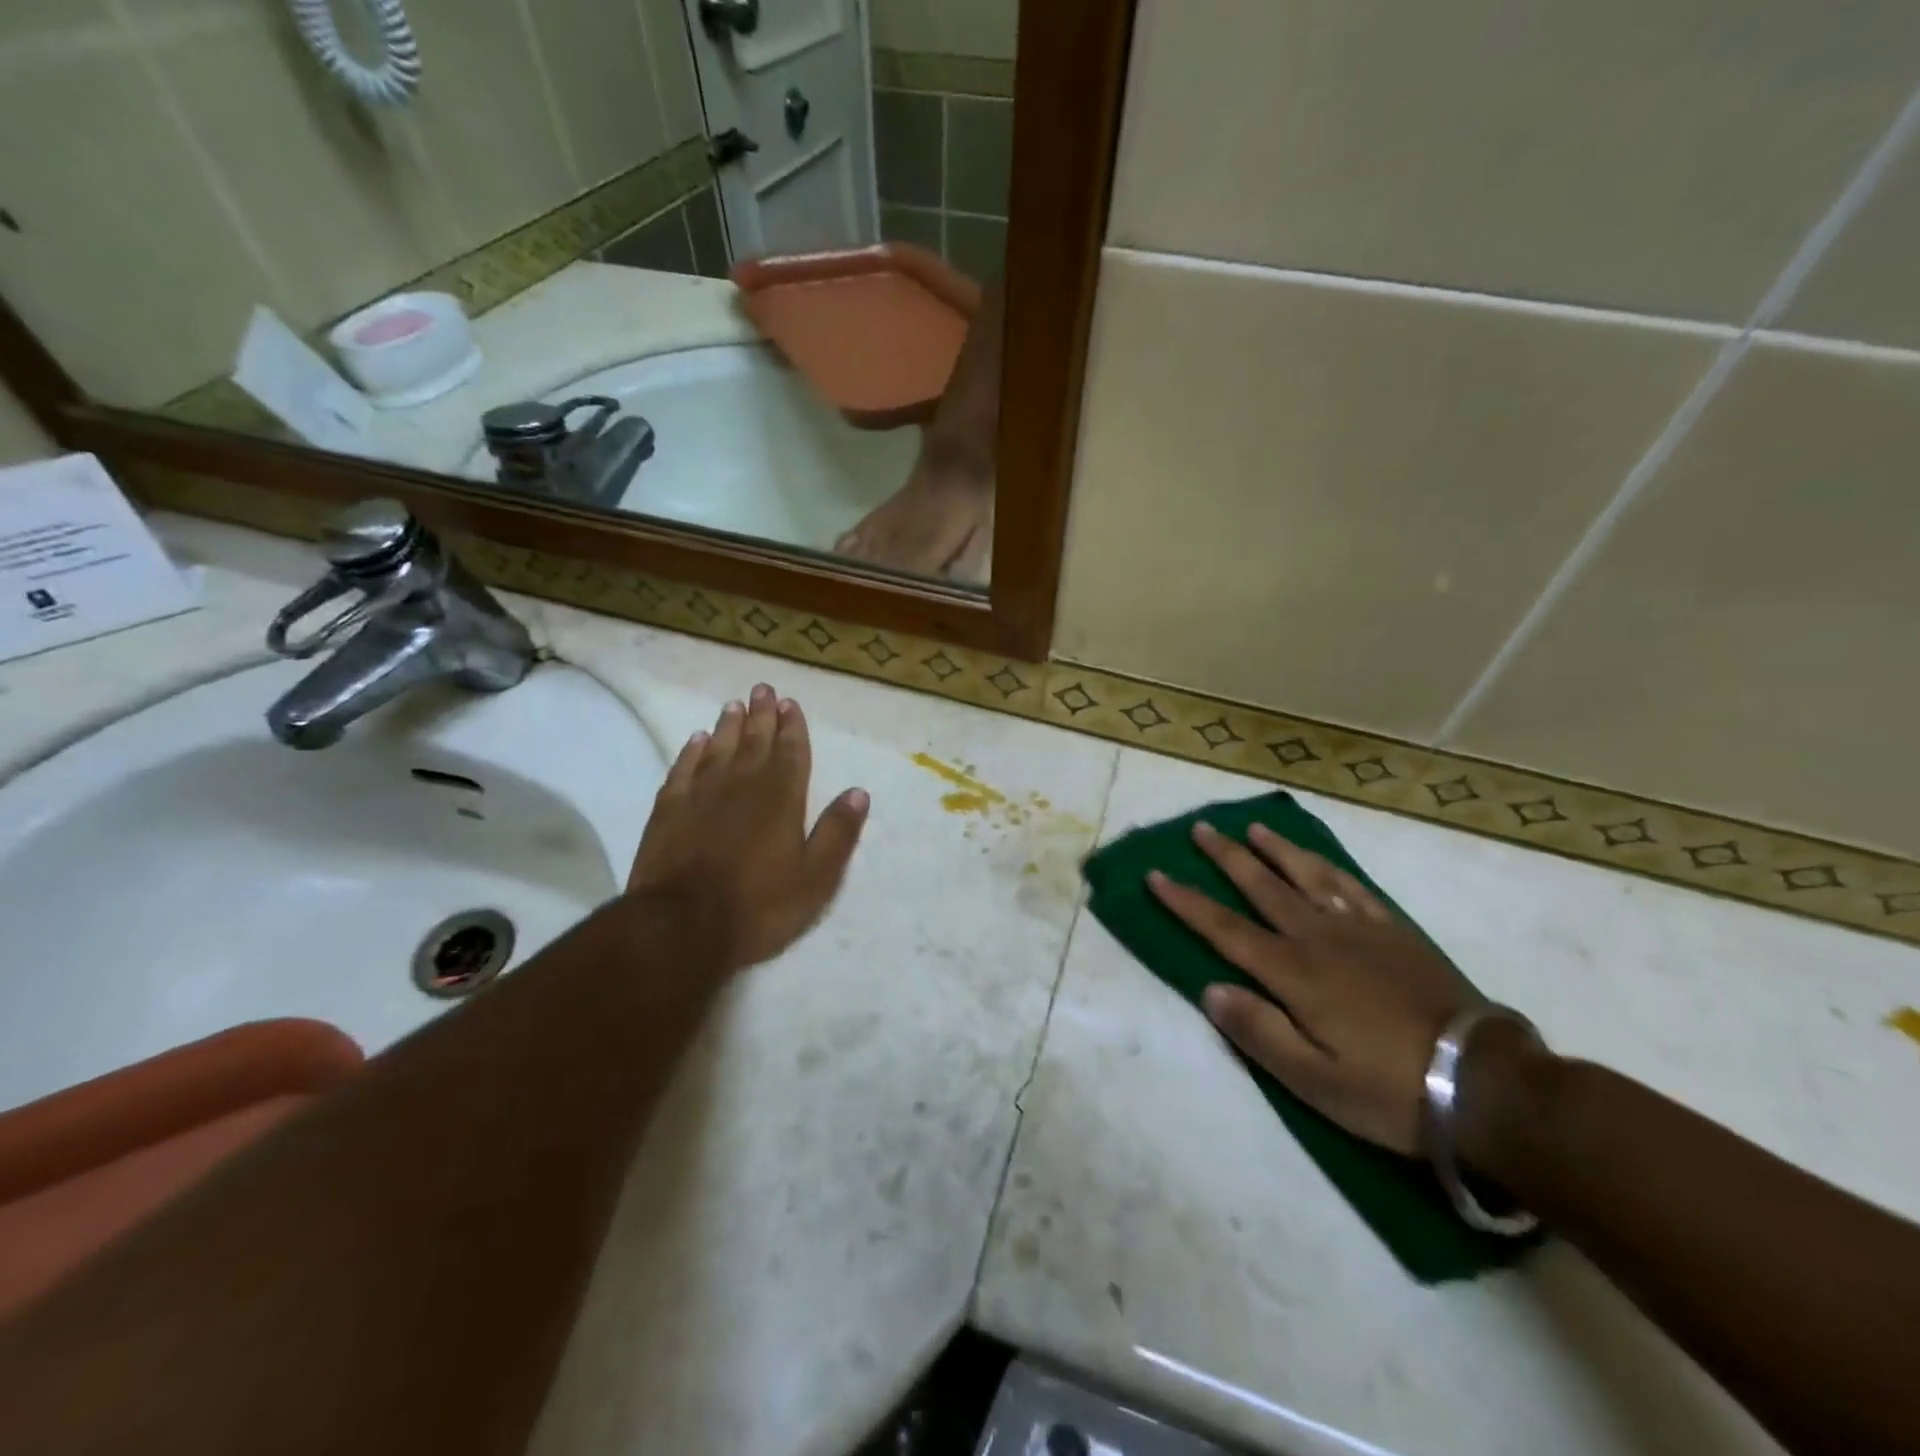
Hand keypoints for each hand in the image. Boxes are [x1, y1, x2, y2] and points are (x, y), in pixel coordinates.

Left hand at [627, 685, 868, 970]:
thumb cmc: (759, 906)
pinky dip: (691, 752)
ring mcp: (700, 796)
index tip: (789, 703)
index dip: (792, 727)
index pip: (790, 752)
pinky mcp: (668, 811)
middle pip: (754, 742)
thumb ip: (837, 832)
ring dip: (728, 726)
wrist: (682, 927)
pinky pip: (682, 770)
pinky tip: (695, 741)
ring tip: (733, 705)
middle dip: (761, 715)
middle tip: (763, 689)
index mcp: (781, 799)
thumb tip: (858, 792)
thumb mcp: (816, 878)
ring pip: (718, 749)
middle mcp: (742, 786)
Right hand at [1148, 822, 1479, 1154]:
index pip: (1224, 930)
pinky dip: (1329, 868)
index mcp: (1293, 973)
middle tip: (1202, 828)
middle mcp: (1319, 938)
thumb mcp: (1313, 1081)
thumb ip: (1258, 1032)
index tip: (1156, 874)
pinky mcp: (1396, 933)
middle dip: (1227, 858)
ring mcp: (1361, 930)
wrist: (1485, 1082)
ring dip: (1277, 850)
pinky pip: (1354, 888)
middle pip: (1262, 888)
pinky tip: (1318, 861)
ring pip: (1308, 877)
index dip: (1187, 902)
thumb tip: (1210, 990)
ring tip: (1255, 829)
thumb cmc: (1389, 1090)